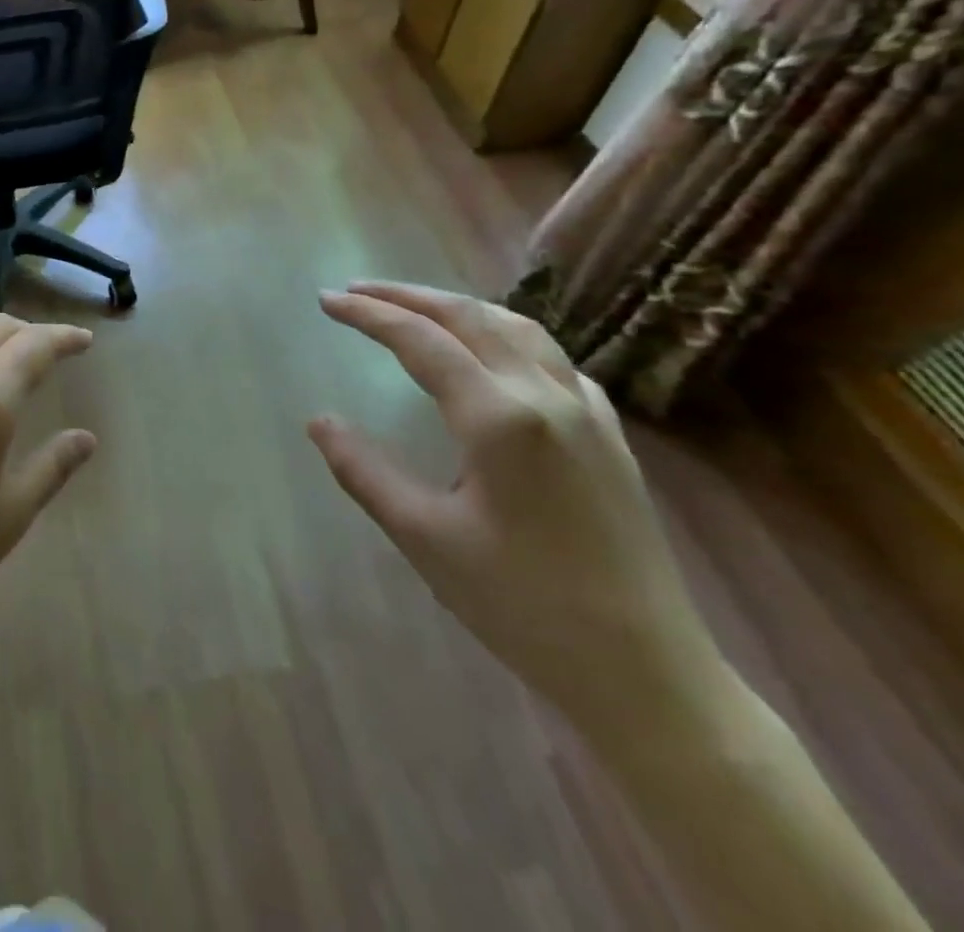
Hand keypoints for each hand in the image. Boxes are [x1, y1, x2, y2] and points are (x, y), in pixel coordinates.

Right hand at [309, 283, 727, 740]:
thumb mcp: (424, 538)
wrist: (645, 672)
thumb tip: (318, 422)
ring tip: (415, 308)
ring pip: (517, 328)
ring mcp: (587, 411)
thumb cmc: (521, 605)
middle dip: (407, 296)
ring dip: (458, 307)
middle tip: (357, 291)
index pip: (420, 341)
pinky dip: (504, 335)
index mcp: (499, 418)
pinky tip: (491, 355)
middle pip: (469, 317)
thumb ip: (364, 471)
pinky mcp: (610, 434)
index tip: (326, 300)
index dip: (368, 315)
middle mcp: (546, 396)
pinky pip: (551, 357)